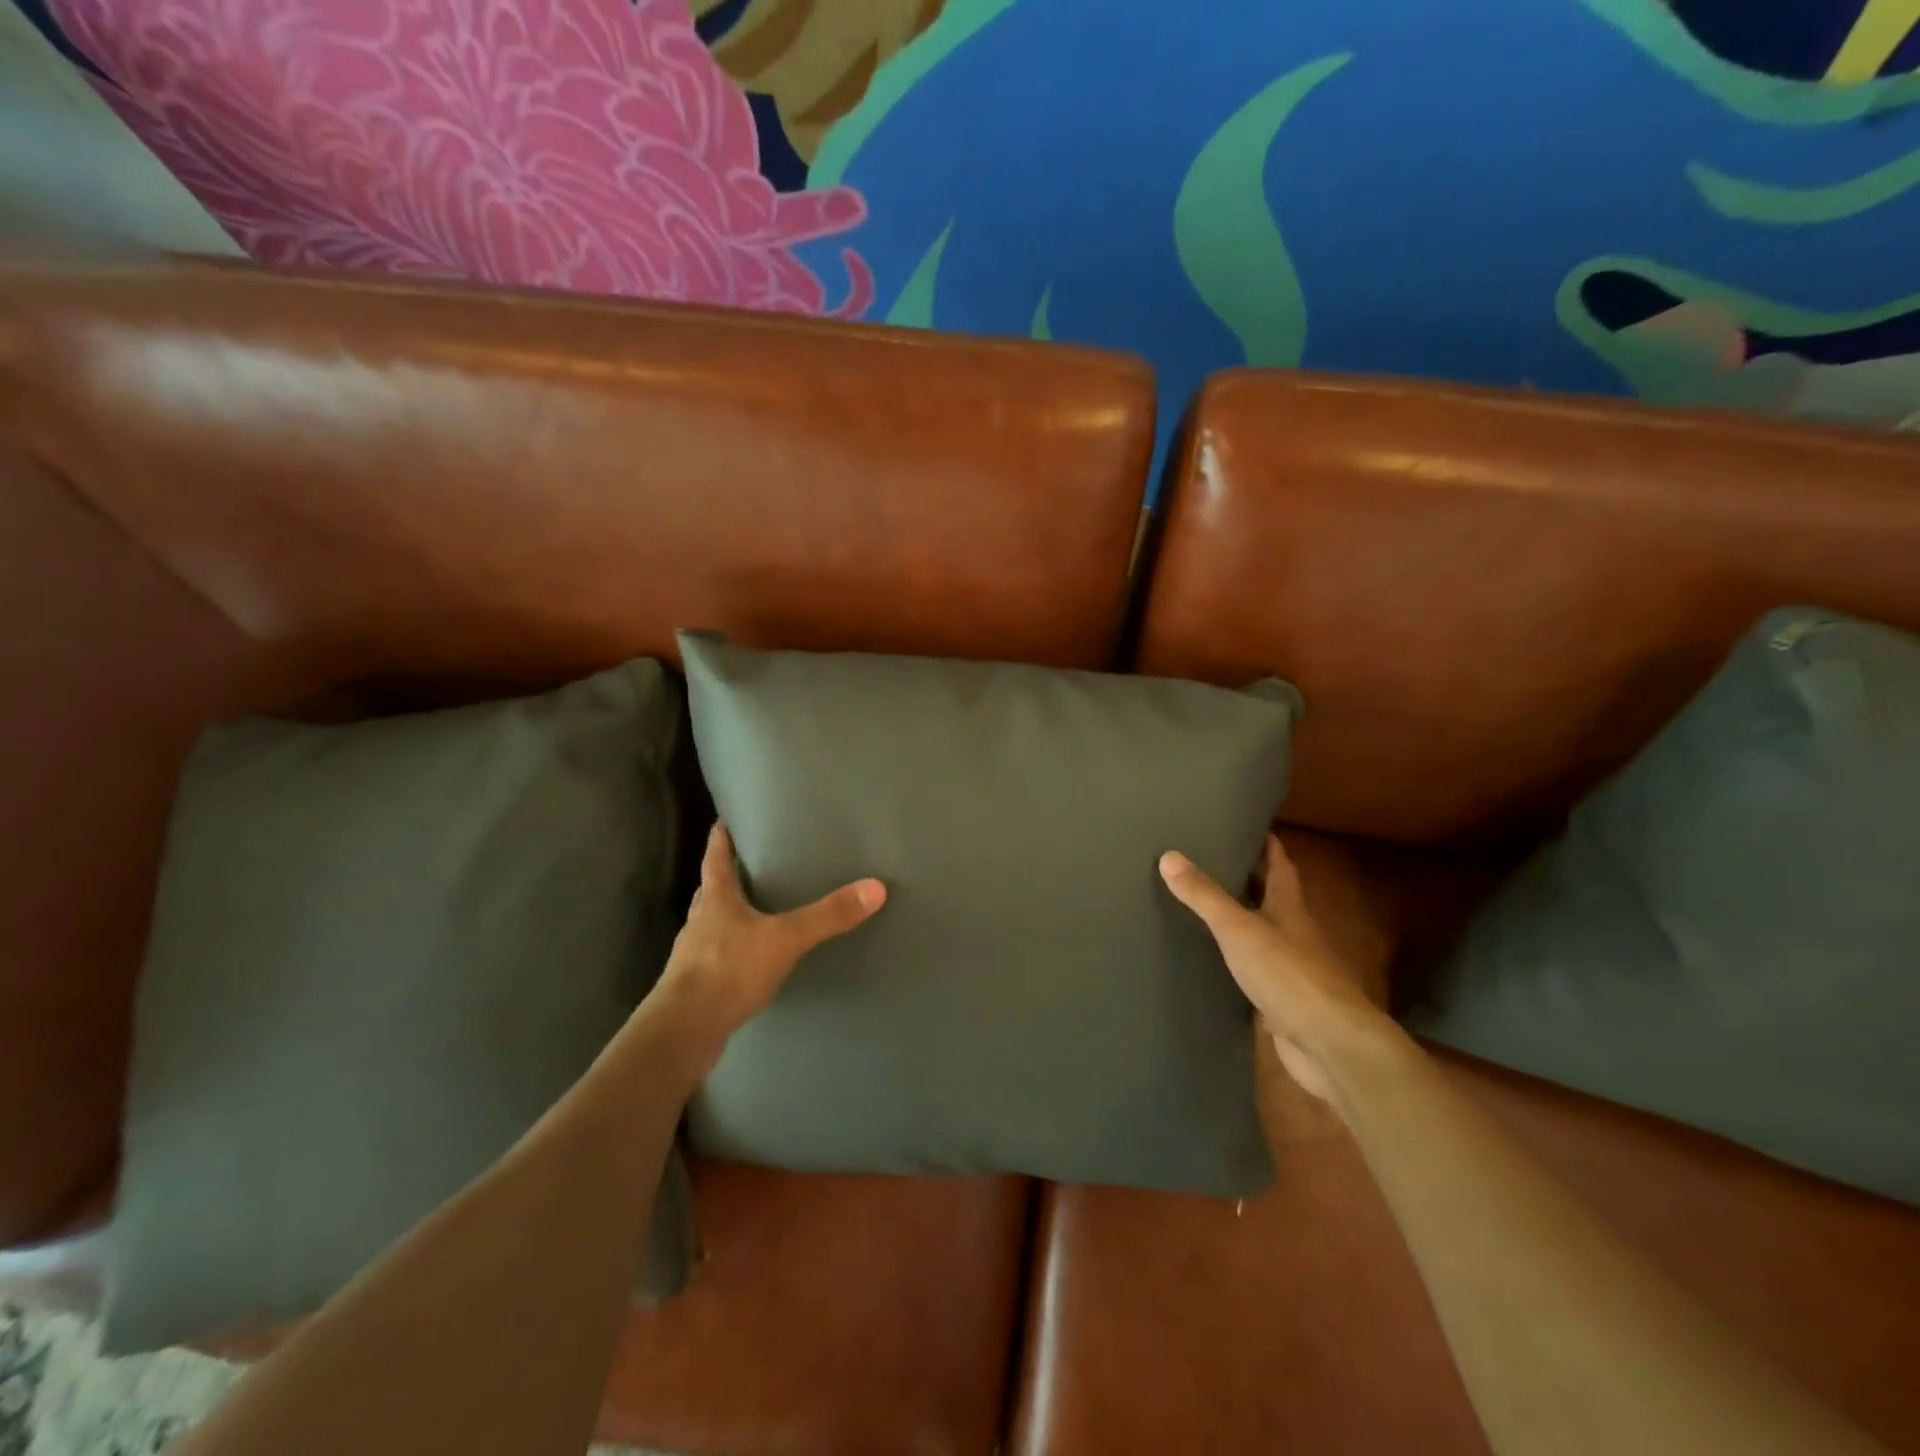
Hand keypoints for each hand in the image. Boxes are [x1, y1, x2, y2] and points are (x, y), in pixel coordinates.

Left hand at [659, 822, 885, 1041]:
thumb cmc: (729, 969)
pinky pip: (717, 956)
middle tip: (751, 864)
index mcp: (716, 898)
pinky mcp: (697, 985)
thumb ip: (828, 916)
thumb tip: (876, 888)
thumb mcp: (786, 938)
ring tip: (756, 911)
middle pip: (712, 889)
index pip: (715, 857)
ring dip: (729, 915)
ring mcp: (694, 954)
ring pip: (712, 923)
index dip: (720, 837)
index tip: (724, 819)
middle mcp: (700, 920)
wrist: (685, 1029)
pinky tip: (751, 960)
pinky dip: (733, 950)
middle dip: (728, 876)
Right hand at [1160, 835, 1396, 1104]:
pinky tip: (1210, 959)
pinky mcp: (1280, 1000)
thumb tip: (1169, 855)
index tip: (1245, 824)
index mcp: (1289, 908)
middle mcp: (1293, 933)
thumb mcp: (1239, 929)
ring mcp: (1289, 969)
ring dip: (1238, 919)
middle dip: (1246, 877)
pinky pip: (1252, 970)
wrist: (1329, 1045)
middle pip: (1270, 897)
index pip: (1280, 865)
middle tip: (1208, 860)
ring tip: (1200, 904)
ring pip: (1260, 933)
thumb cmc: (1289, 975)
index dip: (1267, 844)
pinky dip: (1234, 960)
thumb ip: (1205, 895)